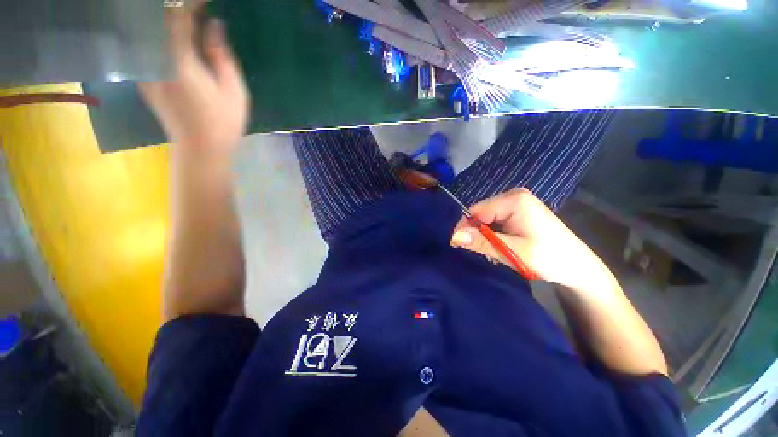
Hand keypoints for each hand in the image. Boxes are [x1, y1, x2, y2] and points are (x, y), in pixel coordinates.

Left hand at [139, 7, 248, 151]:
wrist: (200, 150)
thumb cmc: (223, 123)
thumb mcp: (233, 91)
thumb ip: (221, 55)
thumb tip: (214, 26)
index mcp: (179, 62)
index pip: (179, 18)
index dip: (191, 3)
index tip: (205, 1)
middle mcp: (155, 60)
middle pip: (156, 18)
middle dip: (175, 8)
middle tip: (193, 8)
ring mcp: (146, 69)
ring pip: (148, 30)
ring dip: (164, 18)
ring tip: (184, 19)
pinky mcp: (145, 77)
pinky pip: (146, 45)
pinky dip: (157, 32)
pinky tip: (170, 32)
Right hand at [451, 189, 611, 291]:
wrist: (578, 267)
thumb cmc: (549, 259)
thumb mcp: (513, 252)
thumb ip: (482, 242)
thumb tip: (454, 237)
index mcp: (514, 200)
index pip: (475, 210)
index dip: (466, 228)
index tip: (460, 246)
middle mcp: (514, 195)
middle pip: (481, 213)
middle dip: (478, 233)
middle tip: (486, 253)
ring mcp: (517, 202)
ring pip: (487, 218)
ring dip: (486, 236)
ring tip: (497, 253)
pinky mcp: (519, 210)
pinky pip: (496, 220)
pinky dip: (494, 234)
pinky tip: (503, 246)